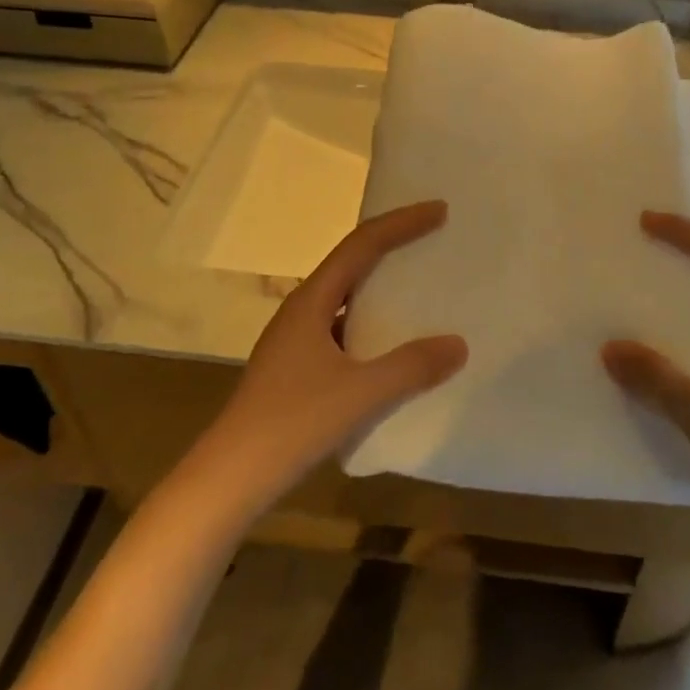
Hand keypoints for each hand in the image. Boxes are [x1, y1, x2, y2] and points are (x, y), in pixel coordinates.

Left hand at [188, 201, 467, 516]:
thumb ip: (411, 367)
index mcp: (312, 301)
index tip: (438, 211)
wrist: (230, 477)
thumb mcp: (360, 394)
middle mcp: (302, 310)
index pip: (362, 244)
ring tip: (419, 286)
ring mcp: (296, 340)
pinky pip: (343, 328)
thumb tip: (458, 343)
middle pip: (352, 262)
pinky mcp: (297, 367)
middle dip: (392, 245)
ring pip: (346, 297)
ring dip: (381, 286)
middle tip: (432, 237)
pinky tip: (392, 346)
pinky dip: (372, 325)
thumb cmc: (292, 423)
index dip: (401, 223)